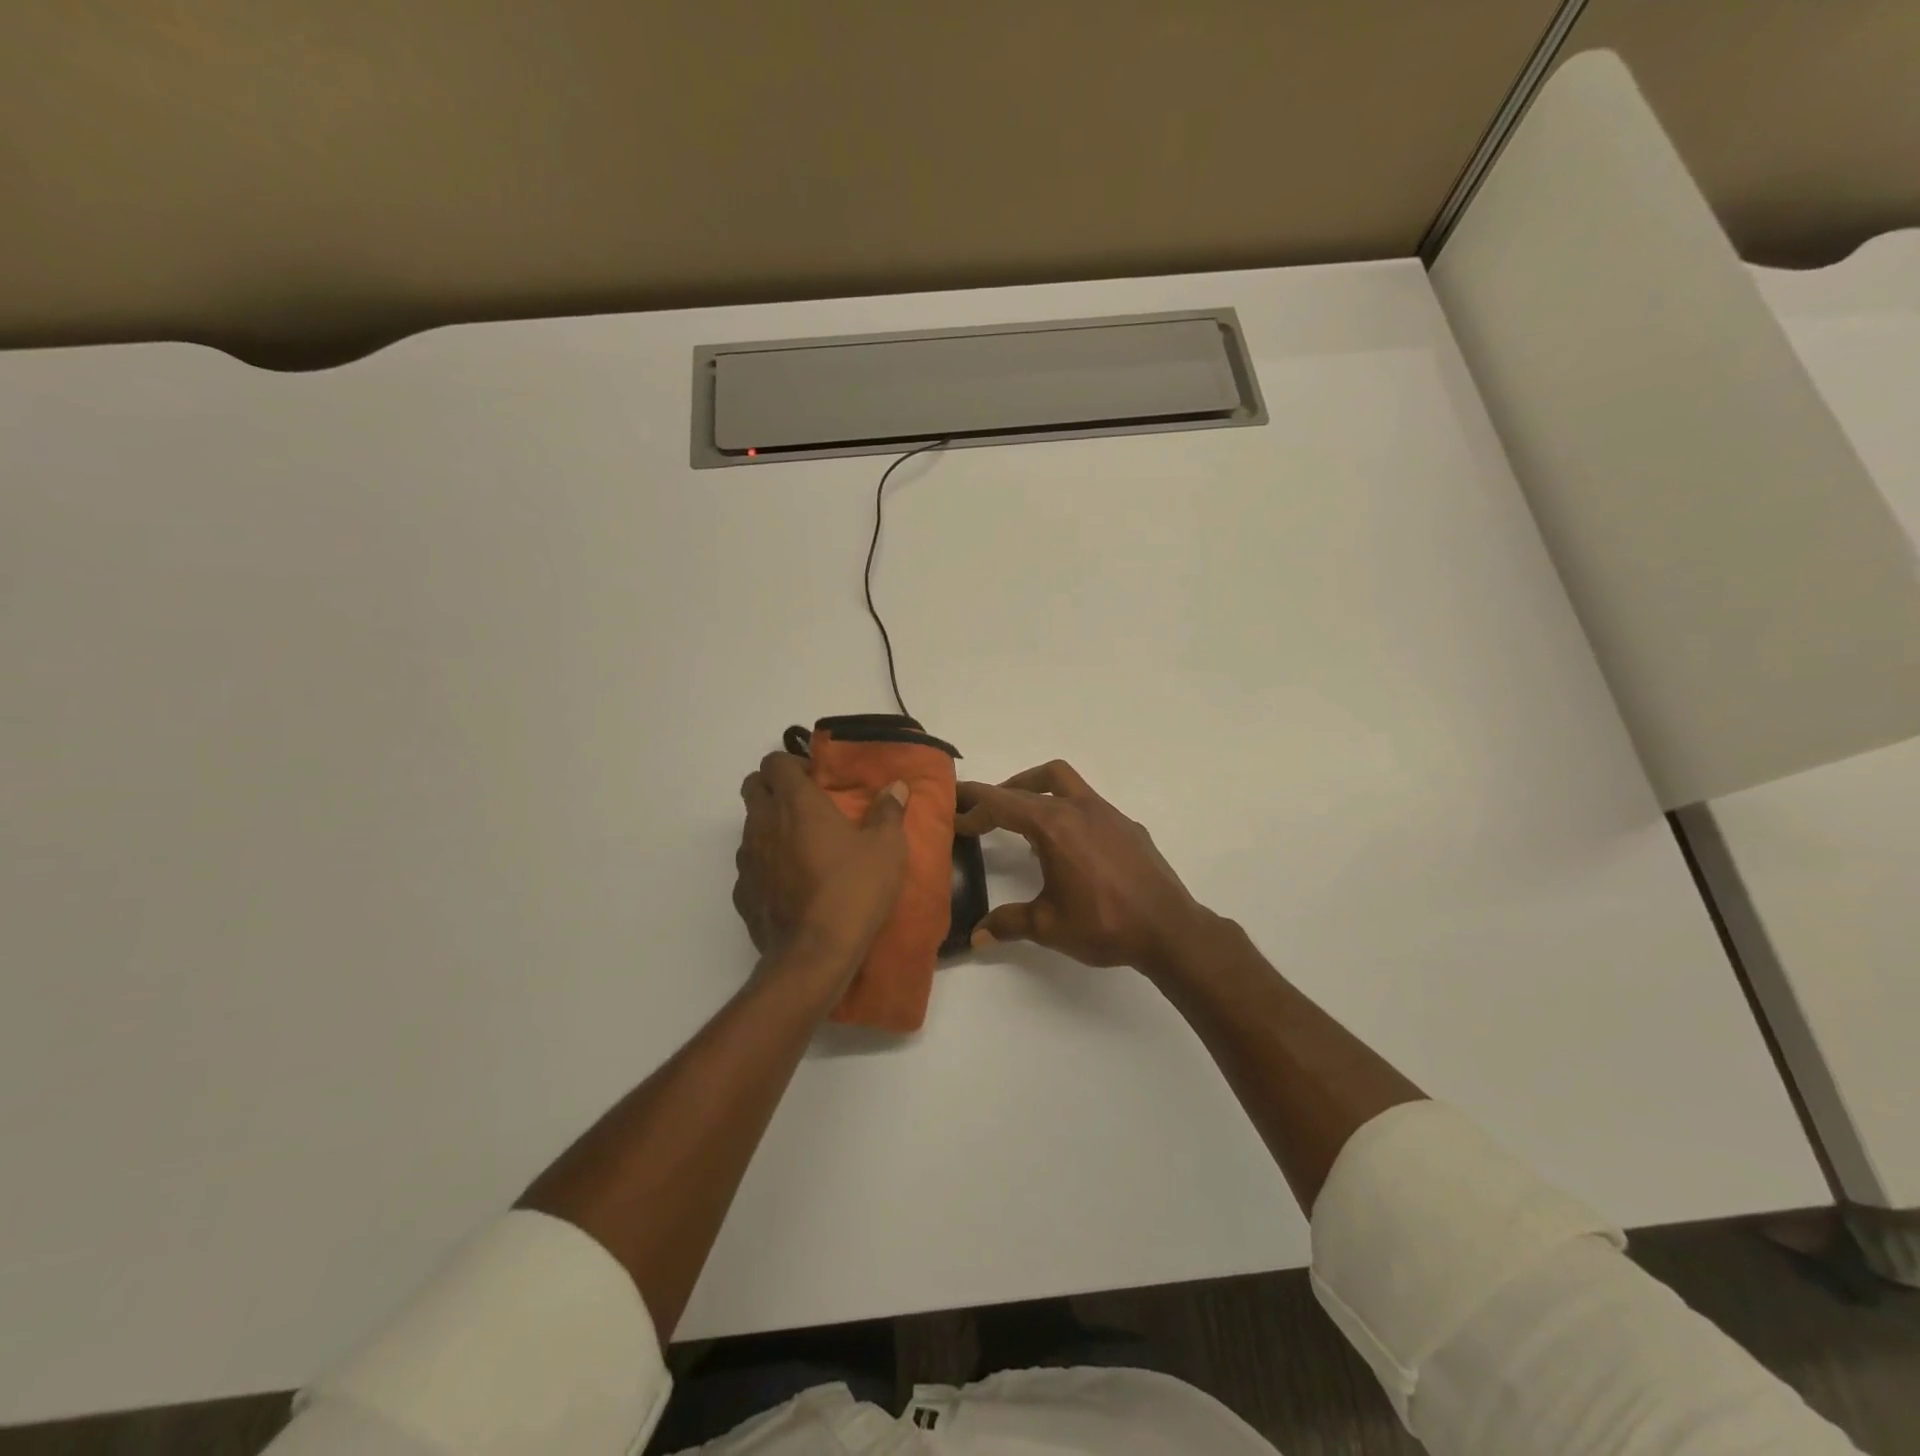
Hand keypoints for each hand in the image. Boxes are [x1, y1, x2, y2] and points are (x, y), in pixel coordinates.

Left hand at [734, 752, 908, 986]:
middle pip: (752, 787)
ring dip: (769, 825)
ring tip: (801, 844)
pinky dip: (766, 863)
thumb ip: (888, 812)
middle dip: (774, 787)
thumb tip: (896, 787)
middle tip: (806, 805)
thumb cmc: (854, 889)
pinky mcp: (742, 892)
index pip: (774, 761)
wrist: (815, 953)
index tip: (816, 780)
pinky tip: (790, 881)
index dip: (792, 764)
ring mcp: (748, 858)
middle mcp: (763, 822)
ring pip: (749, 825)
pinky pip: (750, 864)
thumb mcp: (886, 848)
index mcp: (796, 803)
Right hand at [955, 760, 1211, 974]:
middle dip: (999, 795)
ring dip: (1034, 789)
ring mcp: (1107, 813)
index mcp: (1054, 826)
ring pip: (1063, 781)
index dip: (973, 804)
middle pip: (1028, 786)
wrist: (1169, 929)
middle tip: (978, 814)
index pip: (1002, 802)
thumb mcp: (1048, 927)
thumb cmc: (1104, 924)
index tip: (953, 811)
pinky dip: (1066, 809)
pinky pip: (1087, 803)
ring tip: (1020, 817)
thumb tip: (976, 936)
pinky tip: (1067, 844)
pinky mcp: (1127, 825)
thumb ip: (1008, 923)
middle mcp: (1078, 808)